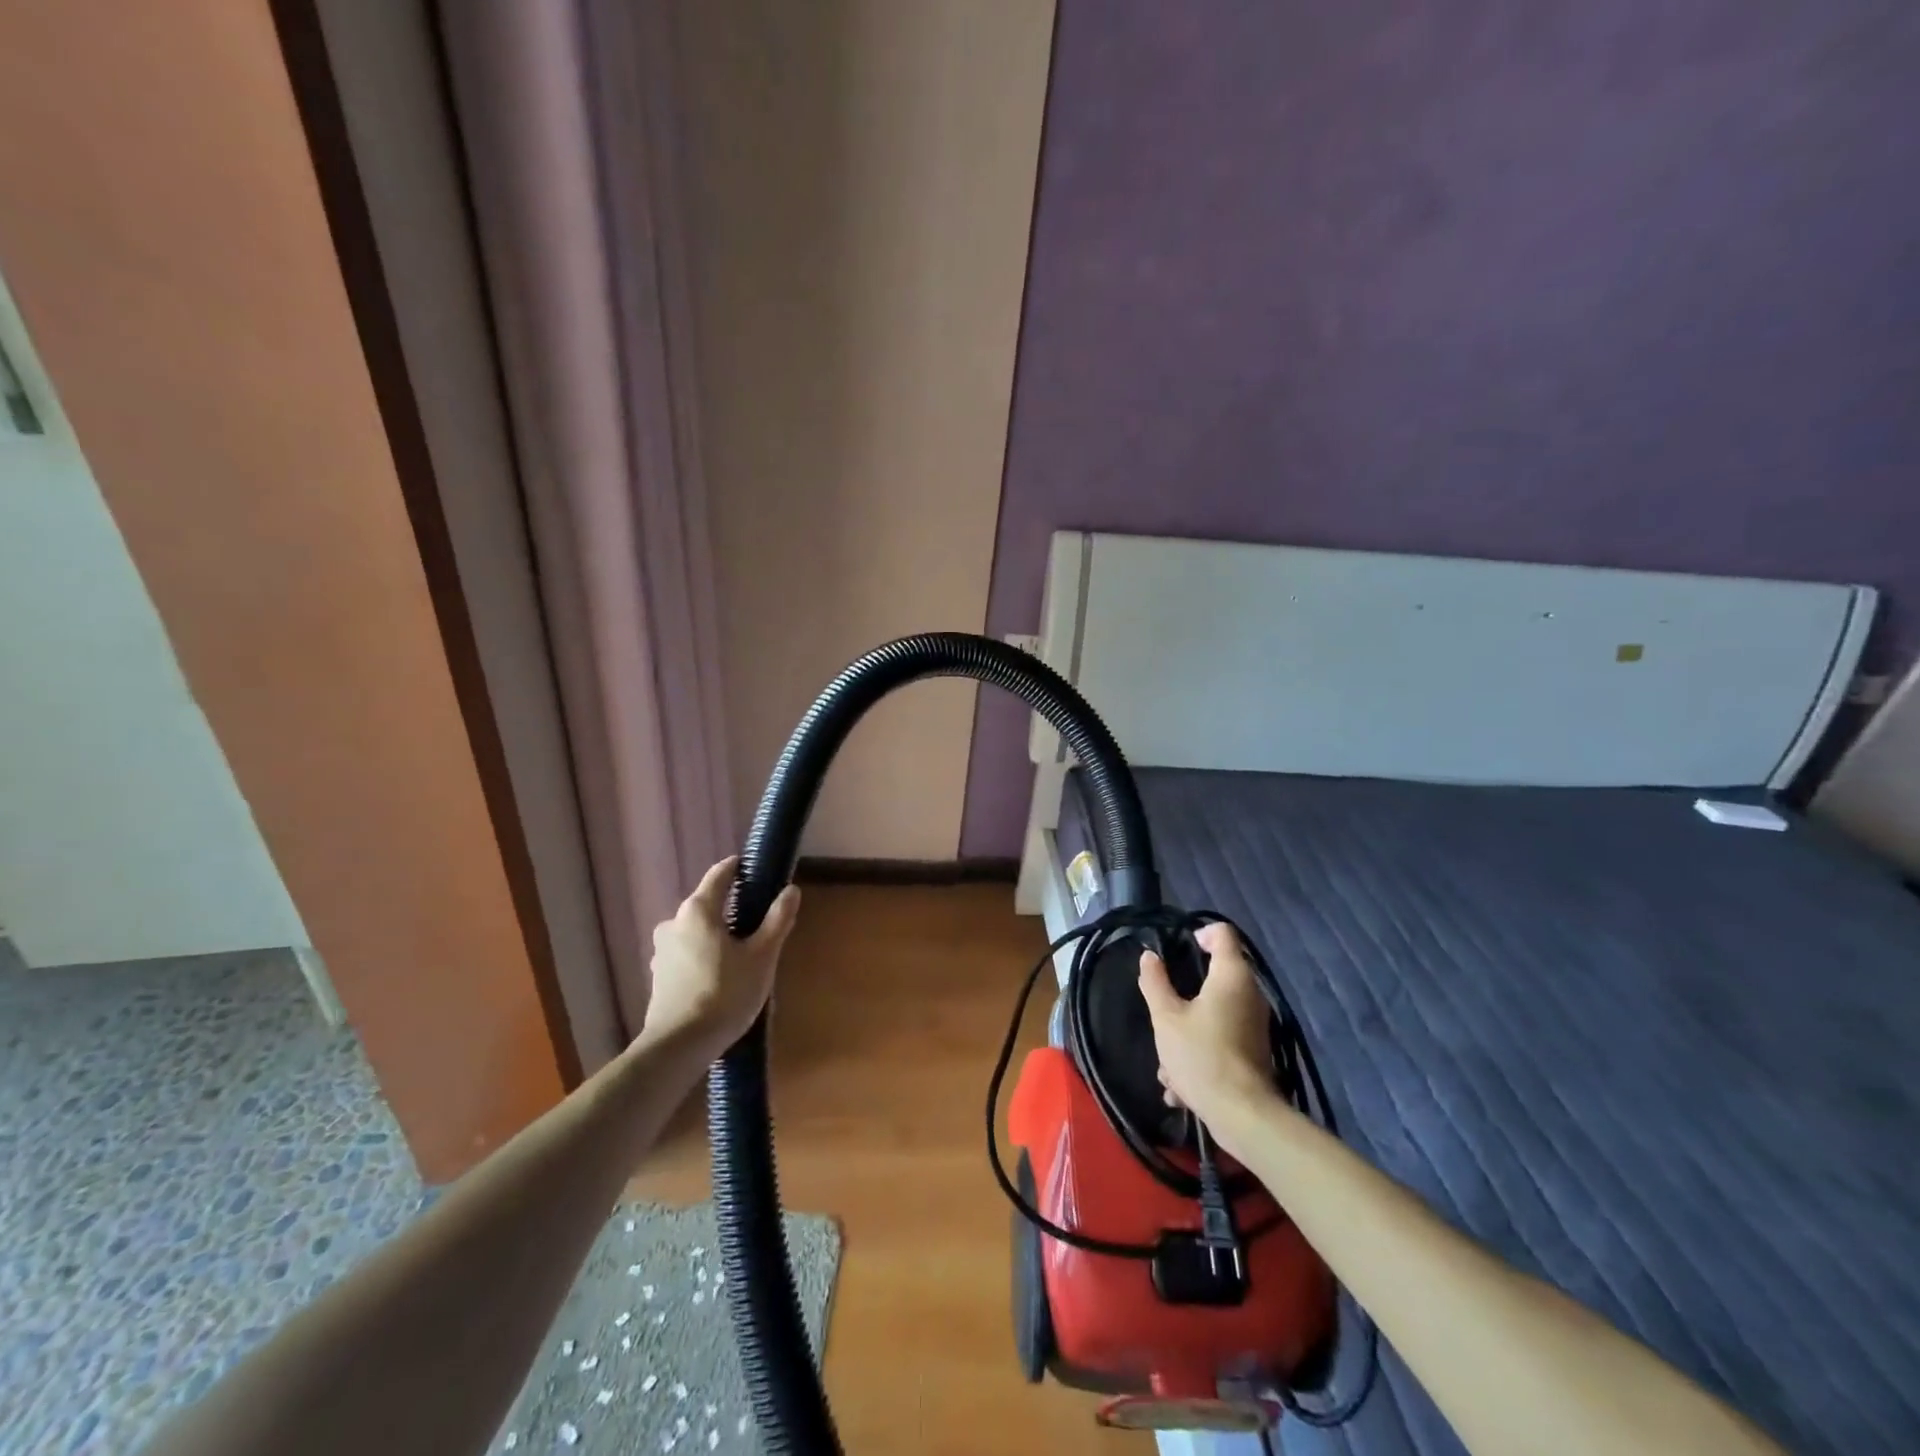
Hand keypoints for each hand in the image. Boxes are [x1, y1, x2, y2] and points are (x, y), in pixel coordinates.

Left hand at [645, 857, 800, 1050]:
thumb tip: (791, 890)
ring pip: (697, 932)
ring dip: (718, 937)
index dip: (739, 868)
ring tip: (743, 957)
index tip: (757, 871)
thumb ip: (777, 919)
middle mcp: (674, 922)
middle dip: (733, 910)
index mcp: (698, 910)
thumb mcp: (762, 956)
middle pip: (708, 905)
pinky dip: (705, 957)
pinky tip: (721, 978)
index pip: (720, 874)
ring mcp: (662, 950)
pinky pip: (687, 954)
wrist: (679, 1046)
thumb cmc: (725, 993)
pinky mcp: (659, 976)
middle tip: (760, 926)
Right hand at [1138, 923, 1277, 1134]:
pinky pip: (1221, 1038)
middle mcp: (1250, 994)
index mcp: (1232, 976)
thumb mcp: (1166, 1017)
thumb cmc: (1201, 1056)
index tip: (1178, 947)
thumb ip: (1155, 982)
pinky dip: (1200, 1051)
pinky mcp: (1253, 1051)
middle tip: (1164, 1004)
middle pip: (1218, 974)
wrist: (1242, 1115)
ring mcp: (1255, 1024)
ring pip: (1215, 1012)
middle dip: (1186, 990)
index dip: (1200, 932)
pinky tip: (1179, 1083)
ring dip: (1188, 1029)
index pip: (1223, 934)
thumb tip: (1149, 956)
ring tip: (1166, 1059)